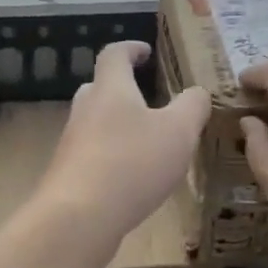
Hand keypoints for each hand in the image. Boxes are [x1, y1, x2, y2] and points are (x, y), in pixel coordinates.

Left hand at [33, 41, 209, 258]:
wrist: (78, 219)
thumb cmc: (132, 163)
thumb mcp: (178, 132)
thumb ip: (193, 107)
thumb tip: (198, 92)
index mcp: (111, 89)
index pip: (114, 54)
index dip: (130, 48)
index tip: (146, 51)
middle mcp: (86, 110)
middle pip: (100, 88)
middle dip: (122, 89)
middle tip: (148, 98)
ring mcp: (73, 144)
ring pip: (96, 123)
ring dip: (119, 126)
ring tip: (148, 142)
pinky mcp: (69, 176)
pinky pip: (93, 155)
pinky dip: (112, 157)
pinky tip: (132, 178)